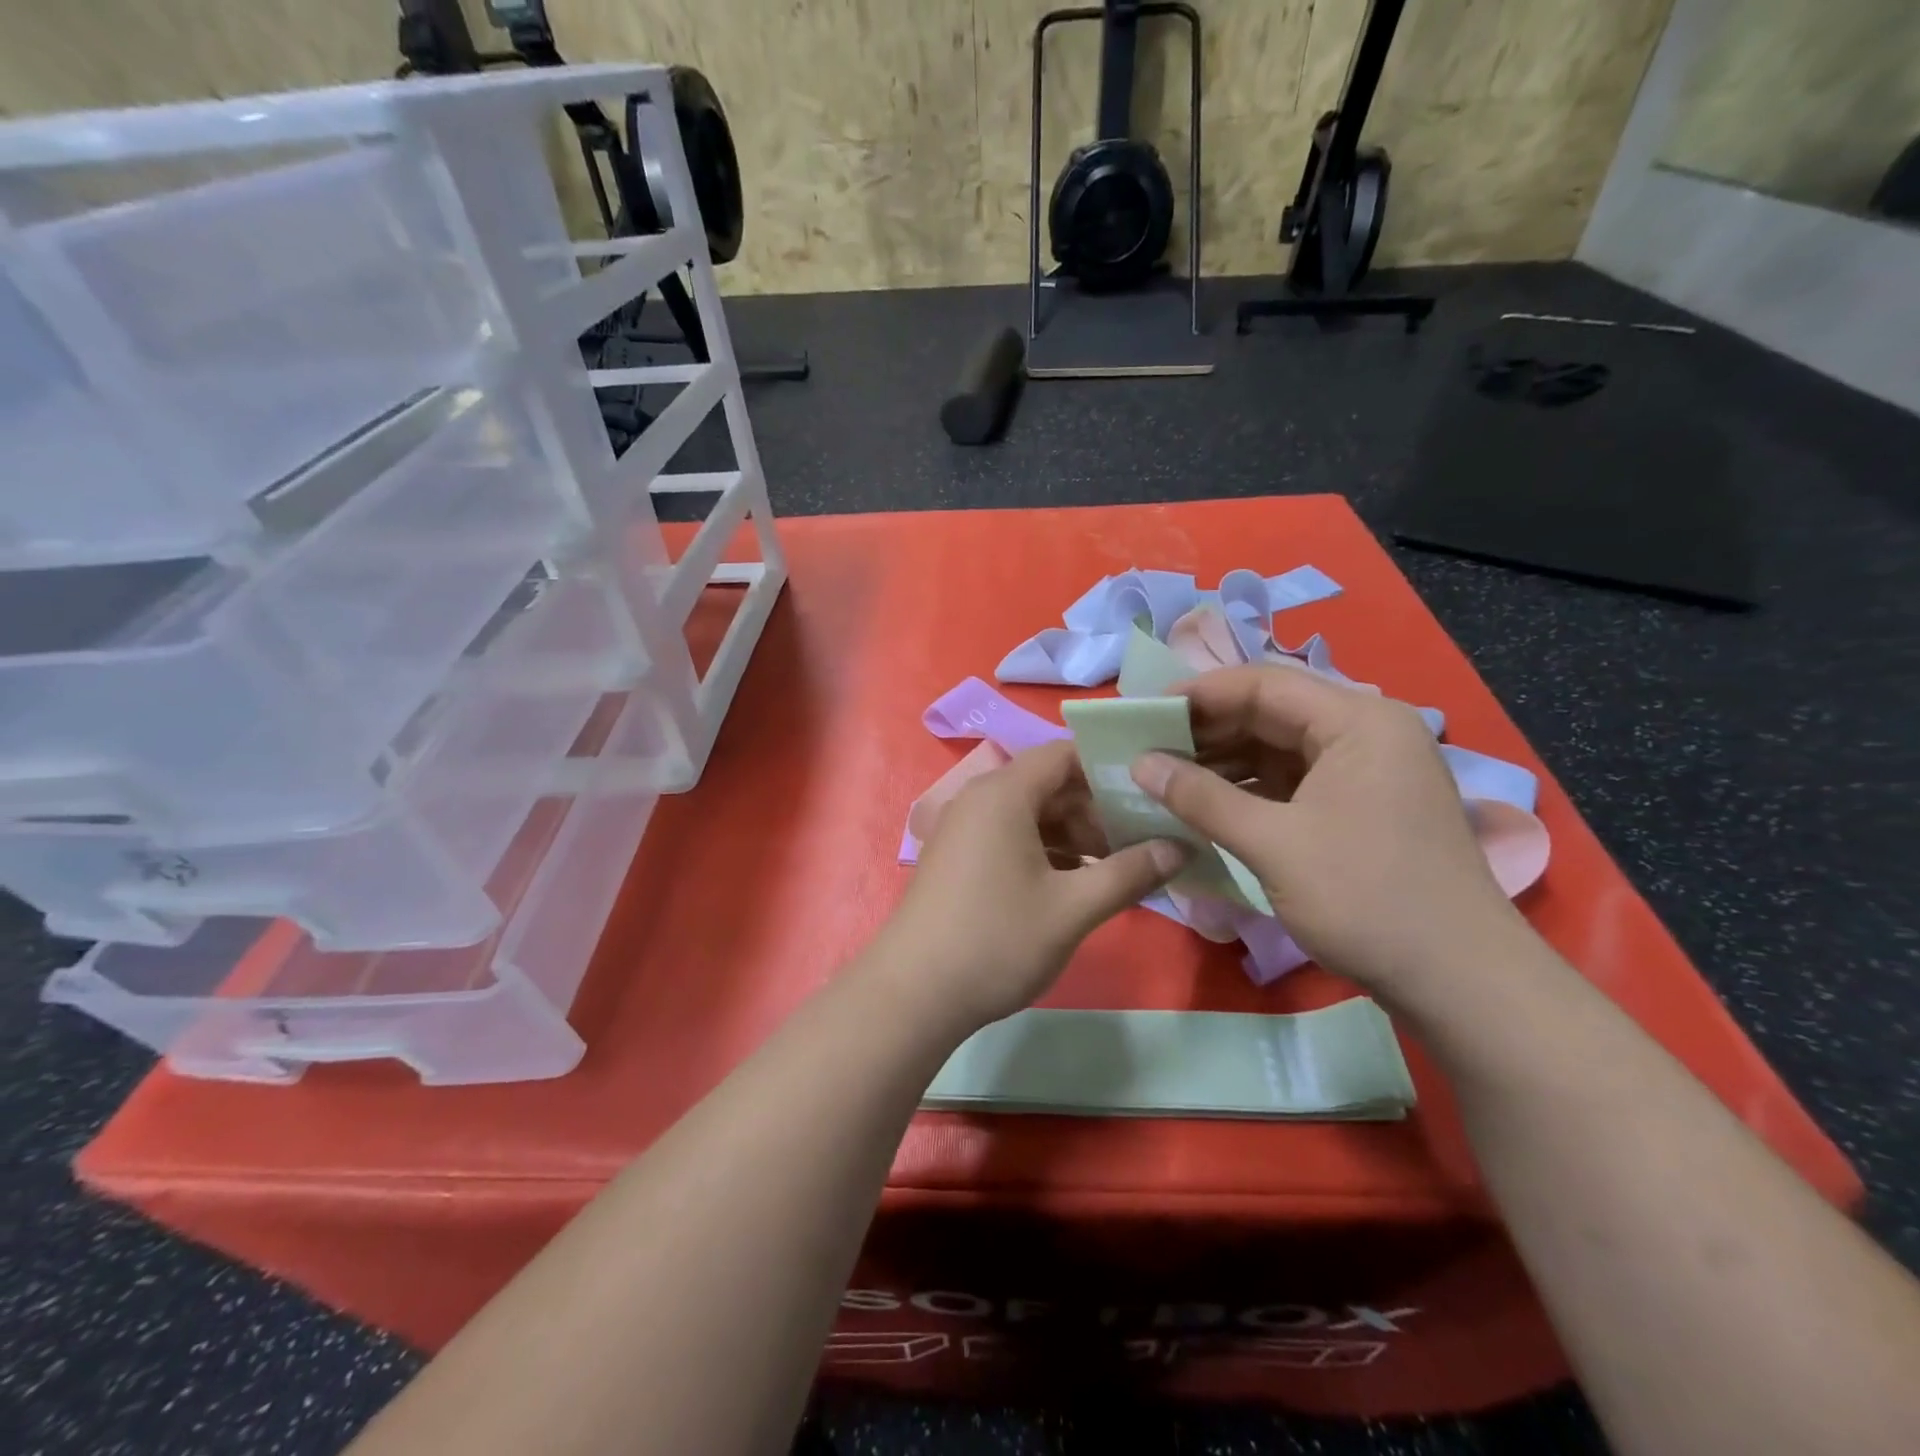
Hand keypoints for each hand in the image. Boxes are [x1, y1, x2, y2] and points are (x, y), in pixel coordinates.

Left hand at [877, 740, 1184, 1035]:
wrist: (912, 995)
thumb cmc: (996, 941)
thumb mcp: (1072, 909)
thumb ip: (1130, 873)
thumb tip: (1180, 847)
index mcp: (1004, 793)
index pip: (1065, 754)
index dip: (1110, 767)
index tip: (1153, 791)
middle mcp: (981, 799)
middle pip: (1051, 784)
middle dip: (1099, 809)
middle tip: (1147, 837)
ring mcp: (966, 830)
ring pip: (1034, 815)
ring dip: (1077, 835)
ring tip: (1122, 867)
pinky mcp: (961, 858)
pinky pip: (1013, 837)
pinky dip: (1049, 852)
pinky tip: (1080, 884)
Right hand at [1130, 664, 1524, 1002]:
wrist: (1460, 983)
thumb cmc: (1367, 899)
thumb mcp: (1274, 844)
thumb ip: (1202, 798)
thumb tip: (1139, 763)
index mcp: (1358, 722)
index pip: (1264, 685)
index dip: (1198, 694)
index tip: (1143, 714)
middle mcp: (1366, 733)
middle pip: (1272, 713)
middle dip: (1207, 731)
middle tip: (1146, 749)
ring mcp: (1366, 772)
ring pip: (1279, 750)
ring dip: (1223, 763)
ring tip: (1165, 779)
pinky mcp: (1360, 807)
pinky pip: (1292, 782)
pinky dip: (1248, 791)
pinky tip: (1206, 806)